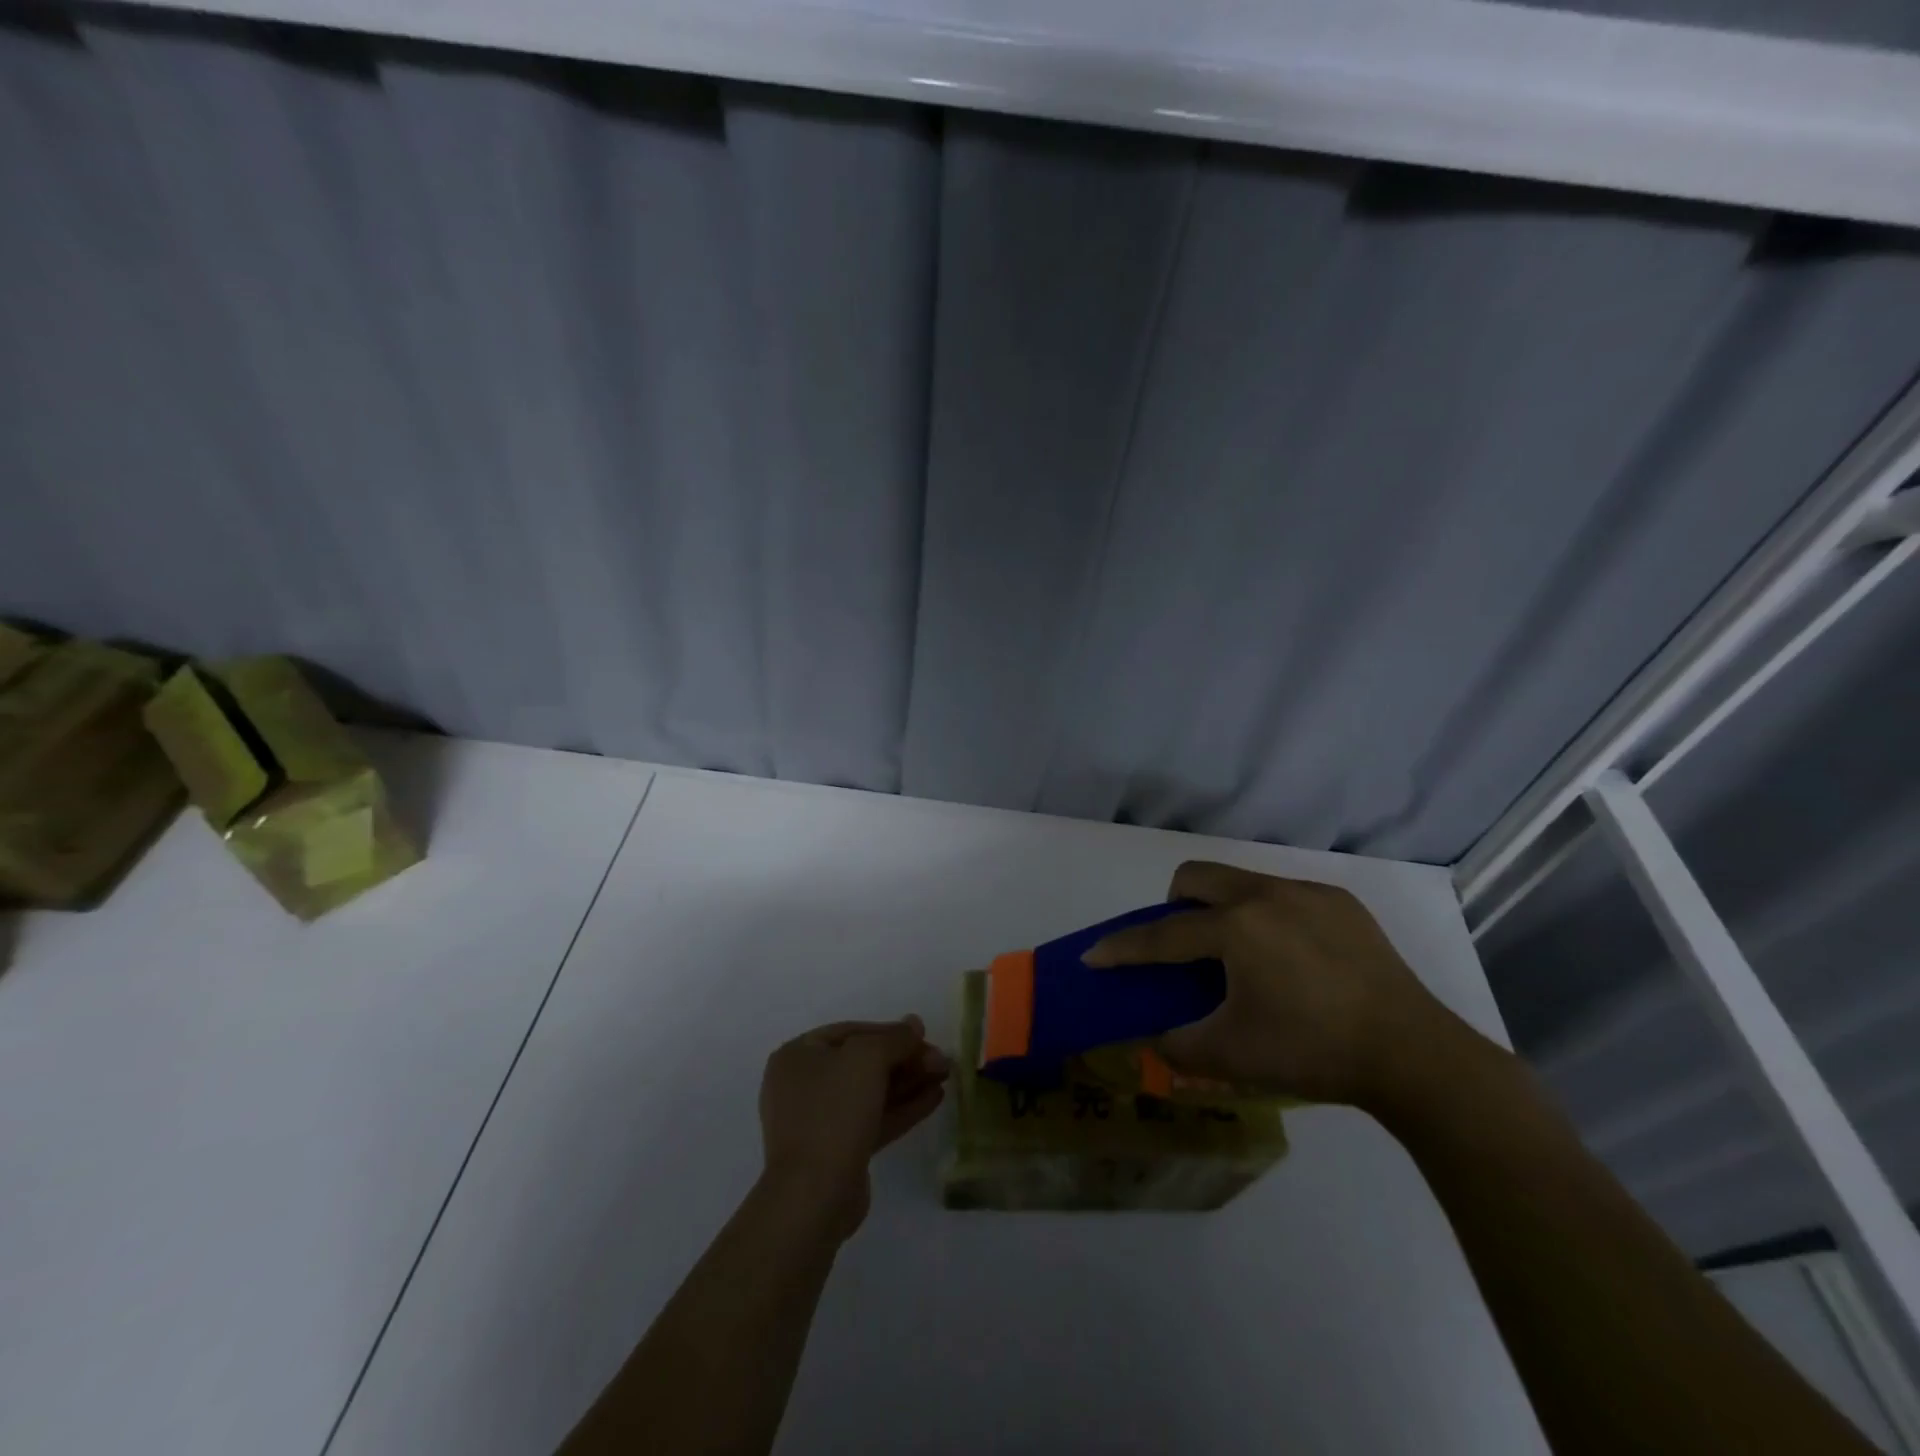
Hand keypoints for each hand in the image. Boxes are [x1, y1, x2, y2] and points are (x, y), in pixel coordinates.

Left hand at [757, 1016, 950, 1239]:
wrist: (814, 1193)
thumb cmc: (834, 1110)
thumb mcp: (868, 1058)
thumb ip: (895, 1038)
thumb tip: (914, 1023)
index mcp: (799, 1054)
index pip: (852, 1032)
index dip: (891, 1032)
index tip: (924, 1036)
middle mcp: (805, 1083)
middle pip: (864, 1062)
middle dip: (905, 1059)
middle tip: (942, 1061)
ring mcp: (821, 1119)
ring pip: (872, 1092)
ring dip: (909, 1082)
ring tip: (945, 1076)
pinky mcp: (839, 1150)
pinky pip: (874, 1119)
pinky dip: (903, 1107)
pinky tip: (935, 1098)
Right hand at [1084, 861, 1451, 1105]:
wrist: (1414, 1055)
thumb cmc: (1313, 1052)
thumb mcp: (1232, 1056)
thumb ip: (1177, 1045)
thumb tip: (1152, 1037)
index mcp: (1237, 928)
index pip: (1163, 934)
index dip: (1123, 947)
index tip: (1093, 955)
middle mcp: (1266, 895)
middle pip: (1196, 877)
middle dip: (1173, 906)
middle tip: (1183, 948)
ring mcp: (1308, 893)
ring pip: (1241, 882)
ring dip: (1222, 910)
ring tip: (1242, 958)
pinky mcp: (1341, 903)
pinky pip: (1284, 896)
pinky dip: (1268, 919)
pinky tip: (1292, 961)